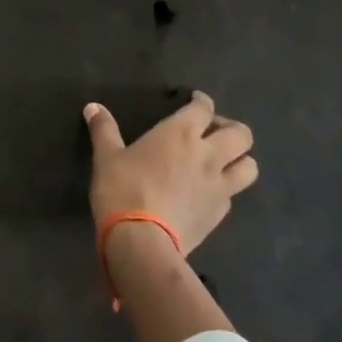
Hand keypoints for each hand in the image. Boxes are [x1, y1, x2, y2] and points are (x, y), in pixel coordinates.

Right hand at [83, 91, 257, 254]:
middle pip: (241, 134)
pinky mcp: (220, 213)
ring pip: (250, 166)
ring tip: (223, 163)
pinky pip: (233, 194)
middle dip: (231, 129)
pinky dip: (226, 189)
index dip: (202, 101)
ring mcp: (218, 185)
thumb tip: (92, 107)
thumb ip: (103, 129)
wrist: (141, 240)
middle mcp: (207, 154)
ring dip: (240, 160)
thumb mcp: (106, 156)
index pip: (204, 108)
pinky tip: (209, 193)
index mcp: (180, 133)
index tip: (195, 101)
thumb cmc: (122, 189)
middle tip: (212, 133)